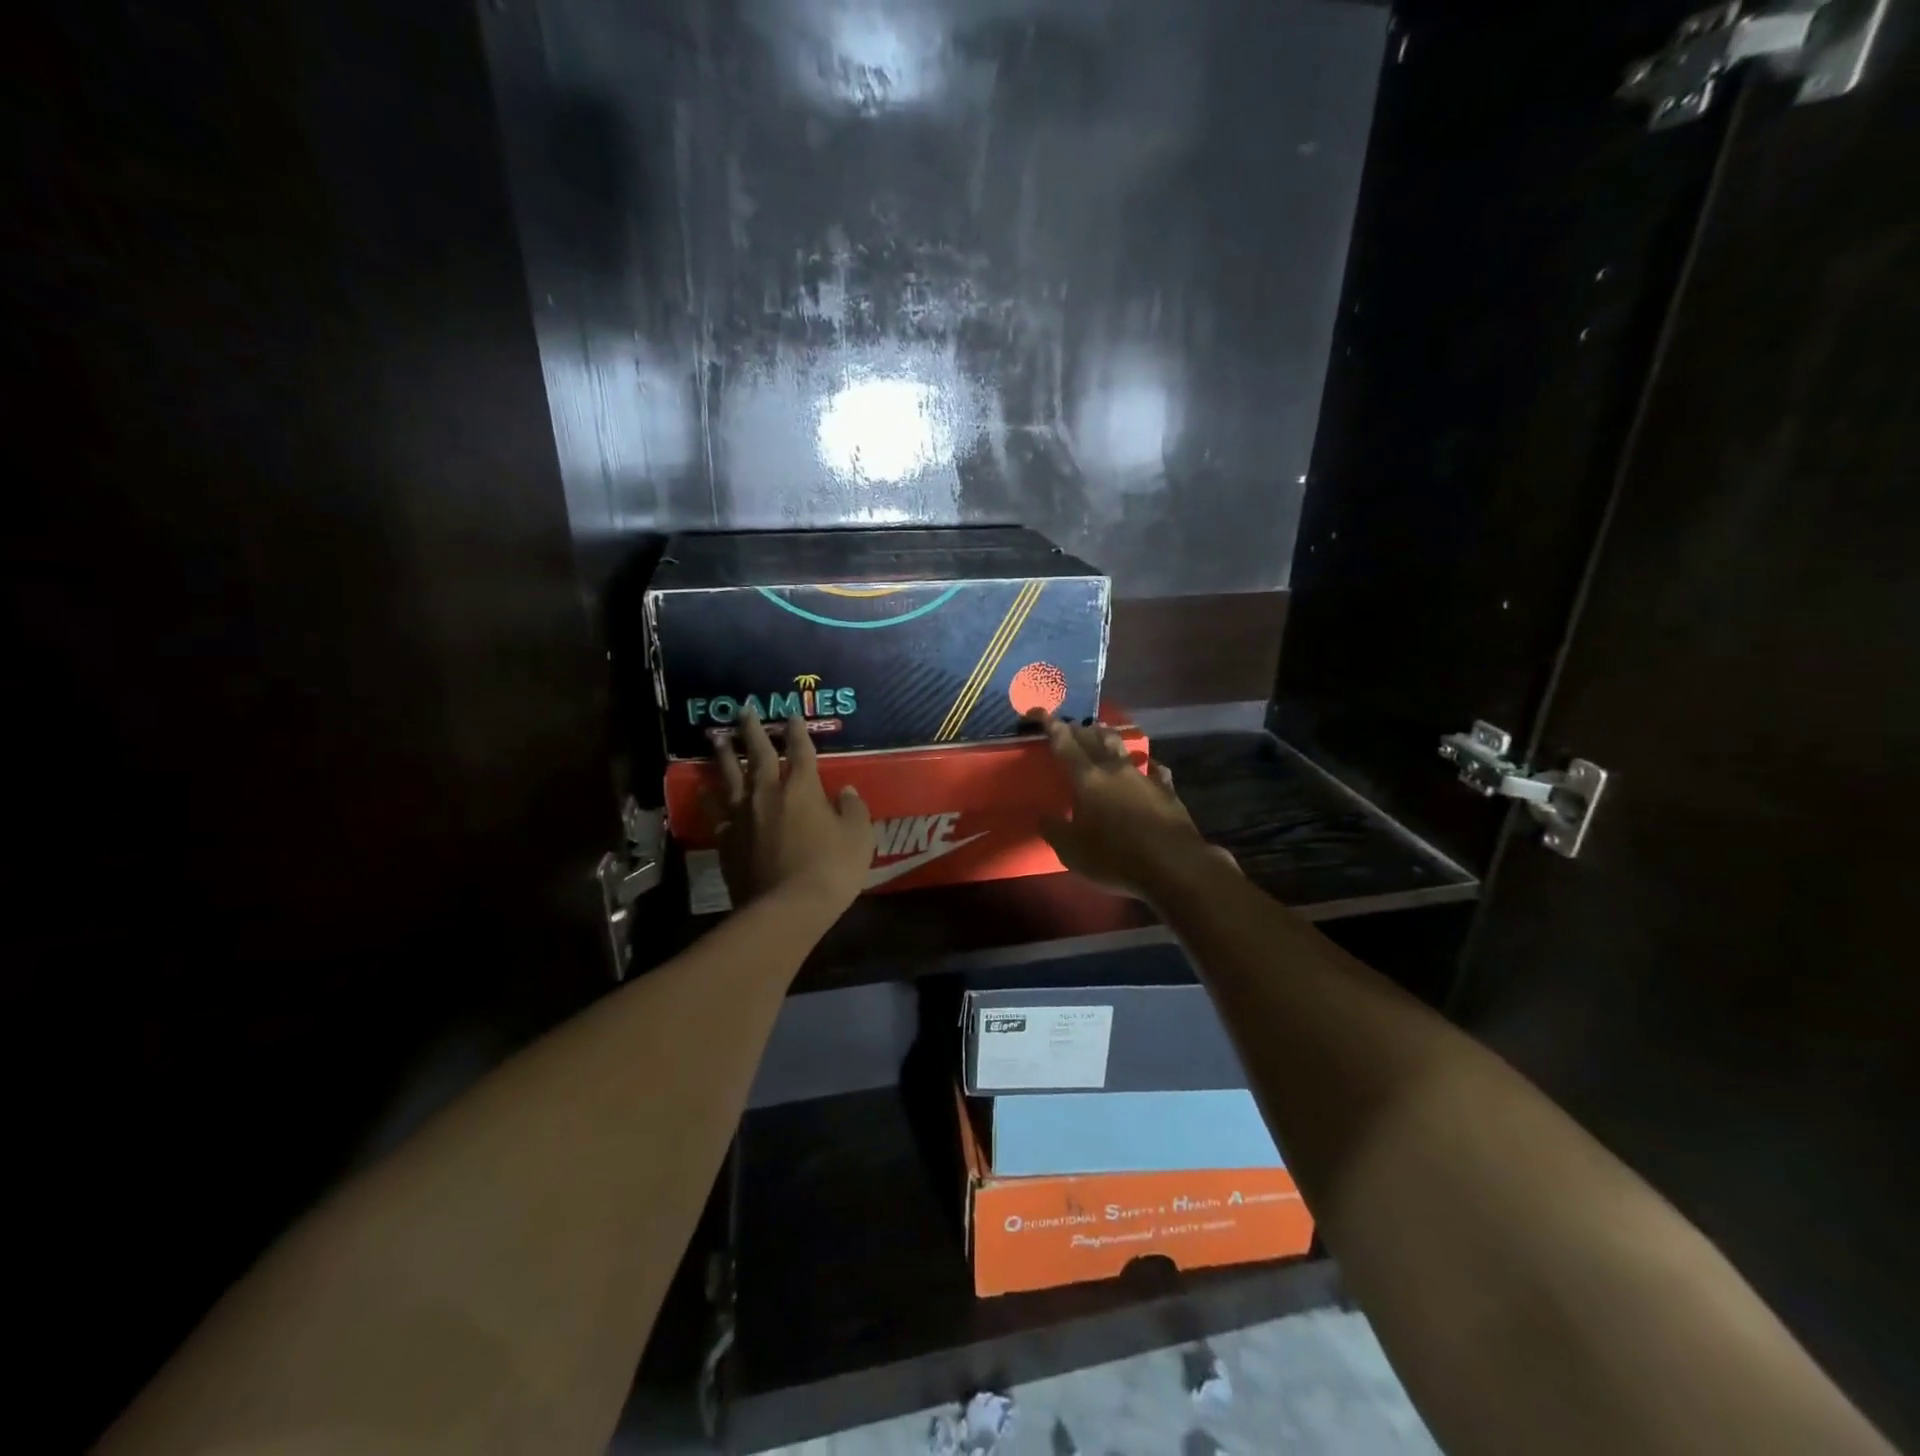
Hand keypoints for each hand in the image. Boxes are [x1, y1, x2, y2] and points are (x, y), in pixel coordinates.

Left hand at [703, 710, 872, 913]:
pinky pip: (715, 810)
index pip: (801, 751)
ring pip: (730, 776)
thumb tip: (845, 791)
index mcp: (803, 788)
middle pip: (759, 754)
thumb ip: (853, 809)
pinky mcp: (727, 838)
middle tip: (744, 709)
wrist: (786, 908)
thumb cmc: (831, 869)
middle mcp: (768, 793)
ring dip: (723, 754)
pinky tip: (703, 787)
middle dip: (752, 729)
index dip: (798, 731)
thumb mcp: (858, 837)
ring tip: (716, 737)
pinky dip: (708, 795)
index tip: (792, 715)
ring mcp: (743, 815)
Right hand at [1032, 712, 1237, 899]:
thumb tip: (1042, 816)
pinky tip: (1151, 765)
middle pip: (1094, 740)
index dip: (1051, 727)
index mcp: (1087, 779)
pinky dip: (1148, 764)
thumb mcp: (1072, 851)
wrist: (1173, 864)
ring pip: (1122, 748)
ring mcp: (1143, 777)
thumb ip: (1054, 830)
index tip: (1040, 711)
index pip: (1065, 745)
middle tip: (1069, 724)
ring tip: (1102, 729)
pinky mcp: (1166, 790)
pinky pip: (1154, 770)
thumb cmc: (1115, 857)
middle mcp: (1114, 770)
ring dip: (1109, 737)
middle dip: (1079, 729)